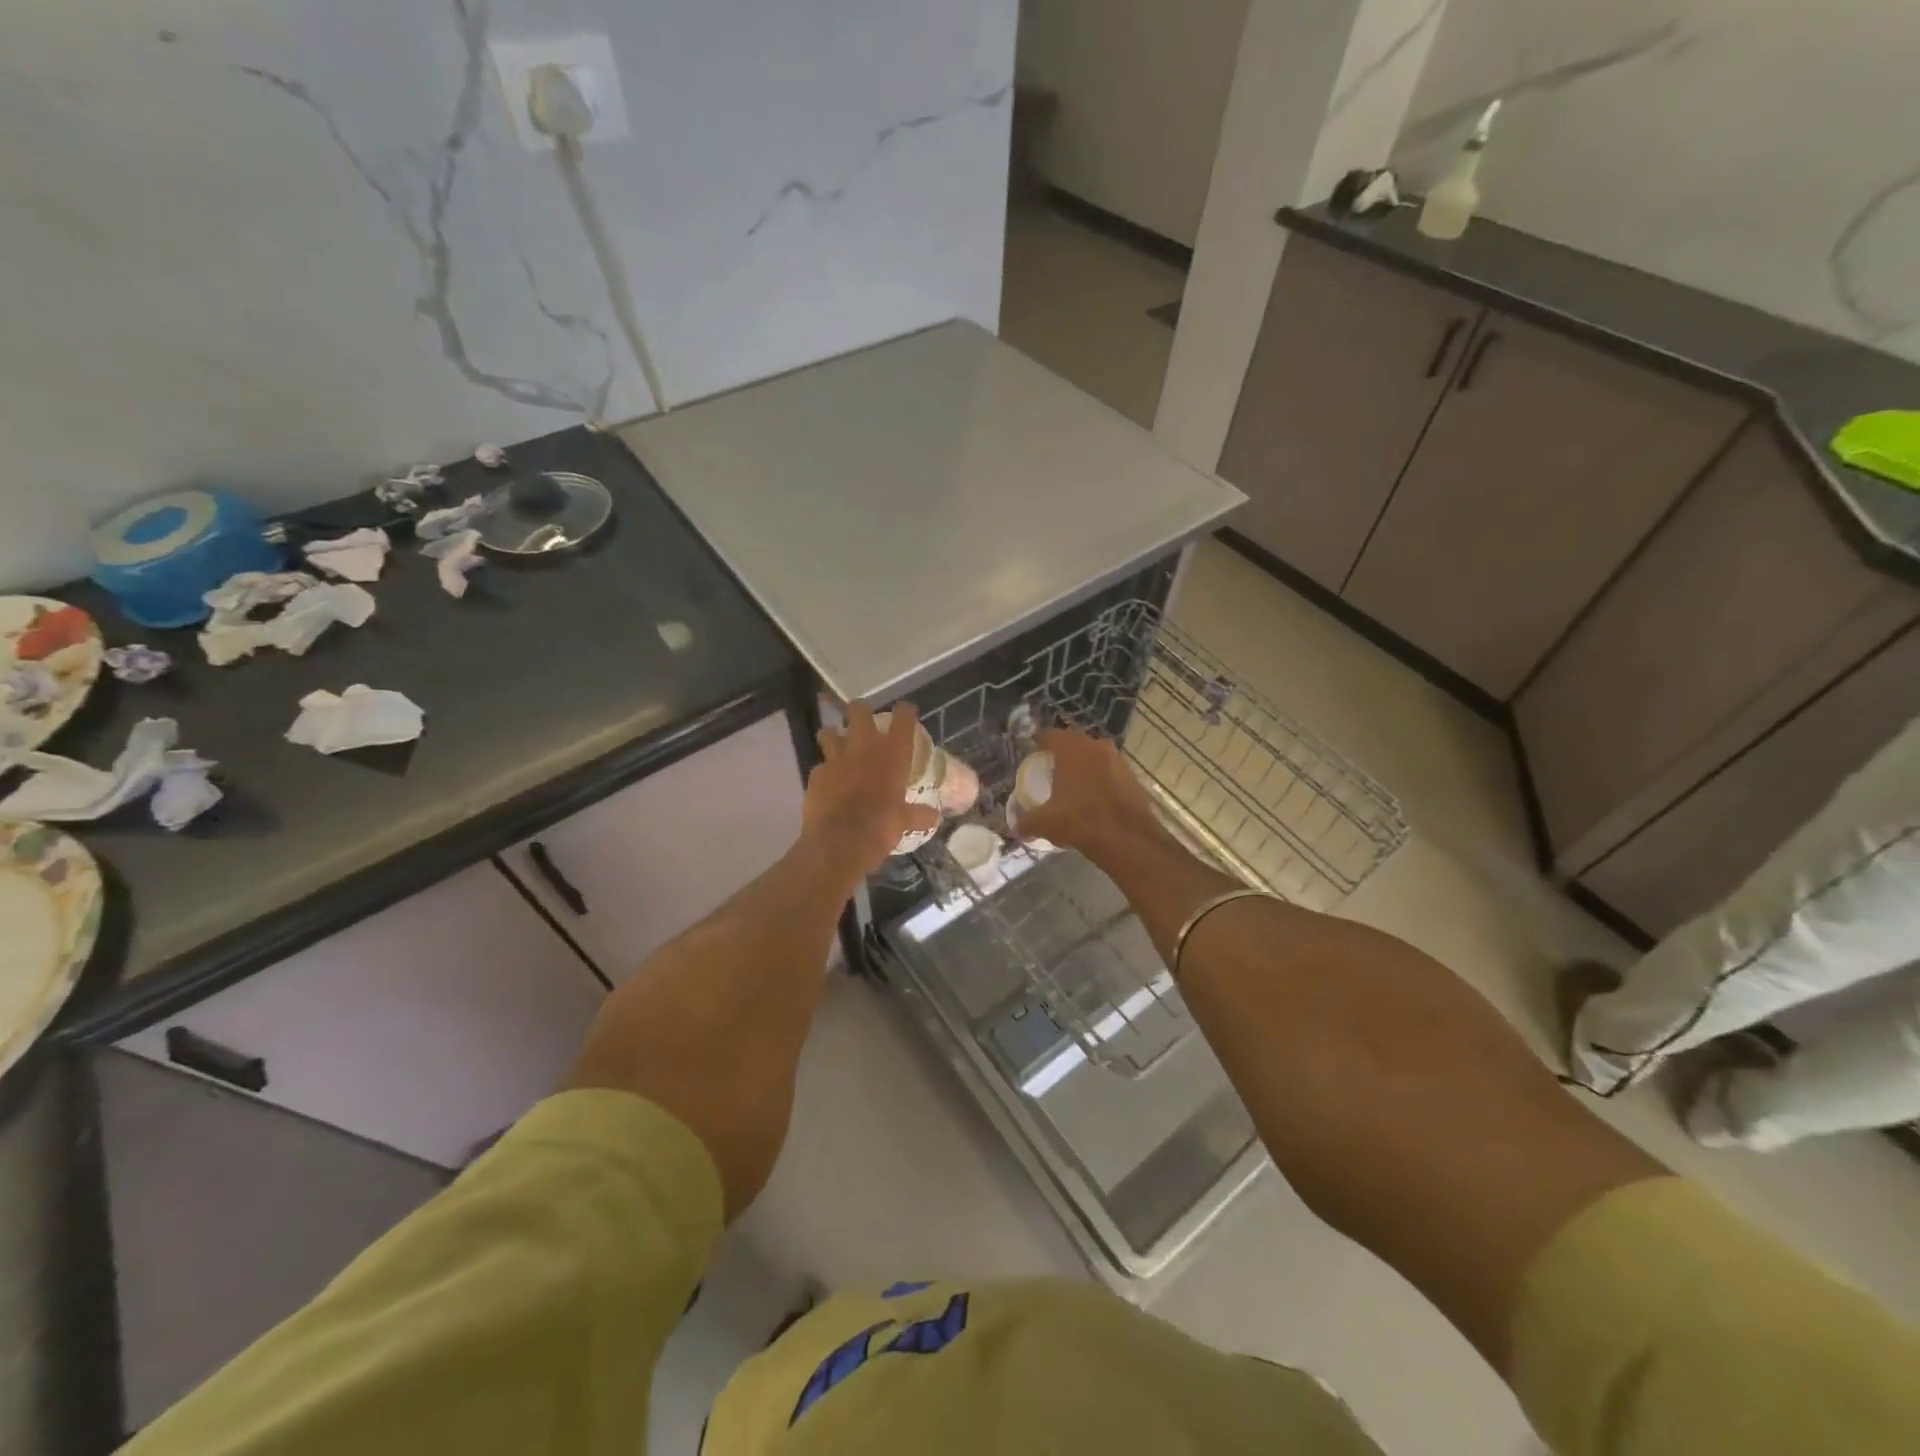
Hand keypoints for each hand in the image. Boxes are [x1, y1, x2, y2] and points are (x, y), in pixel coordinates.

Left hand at [804, 702, 940, 876]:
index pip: (903, 718)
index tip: (906, 711)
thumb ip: (918, 814)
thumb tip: (935, 816)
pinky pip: (820, 765)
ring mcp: (836, 757)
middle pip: (859, 710)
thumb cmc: (881, 827)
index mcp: (892, 753)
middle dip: (861, 711)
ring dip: (834, 736)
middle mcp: (864, 746)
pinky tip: (828, 782)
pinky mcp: (816, 774)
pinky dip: (825, 771)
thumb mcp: (905, 821)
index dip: (905, 711)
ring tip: (838, 745)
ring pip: (829, 731)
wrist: (839, 843)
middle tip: (864, 720)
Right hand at [1014, 726, 1160, 854]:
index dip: (1038, 742)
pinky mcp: (1132, 776)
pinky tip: (1093, 797)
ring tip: (1071, 784)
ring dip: (1083, 765)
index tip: (1030, 752)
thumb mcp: (1045, 823)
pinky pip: (1109, 771)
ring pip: (1094, 756)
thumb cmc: (1081, 821)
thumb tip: (1015, 827)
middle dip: (1061, 753)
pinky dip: (1100, 779)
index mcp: (1071, 748)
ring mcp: (1118, 759)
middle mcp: (1096, 746)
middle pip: (1073, 743)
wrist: (1129, 839)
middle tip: (1049, 768)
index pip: (1049, 735)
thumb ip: (1025, 822)